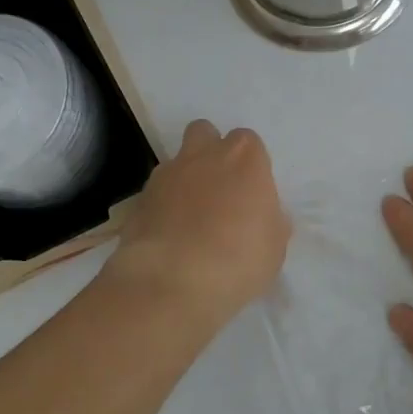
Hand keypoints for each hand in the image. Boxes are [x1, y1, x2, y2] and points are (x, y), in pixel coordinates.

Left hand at [105, 120, 289, 330]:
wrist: (172, 281)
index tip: (251, 191)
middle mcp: (204, 156)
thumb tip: (263, 217)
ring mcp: (166, 175)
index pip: (248, 141)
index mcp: (244, 159)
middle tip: (219, 188)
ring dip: (184, 179)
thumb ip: (269, 222)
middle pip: (205, 132)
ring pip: (176, 161)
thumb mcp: (273, 247)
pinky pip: (155, 193)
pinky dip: (162, 206)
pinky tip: (169, 235)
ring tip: (190, 217)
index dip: (249, 164)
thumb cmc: (238, 260)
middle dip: (210, 151)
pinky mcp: (139, 199)